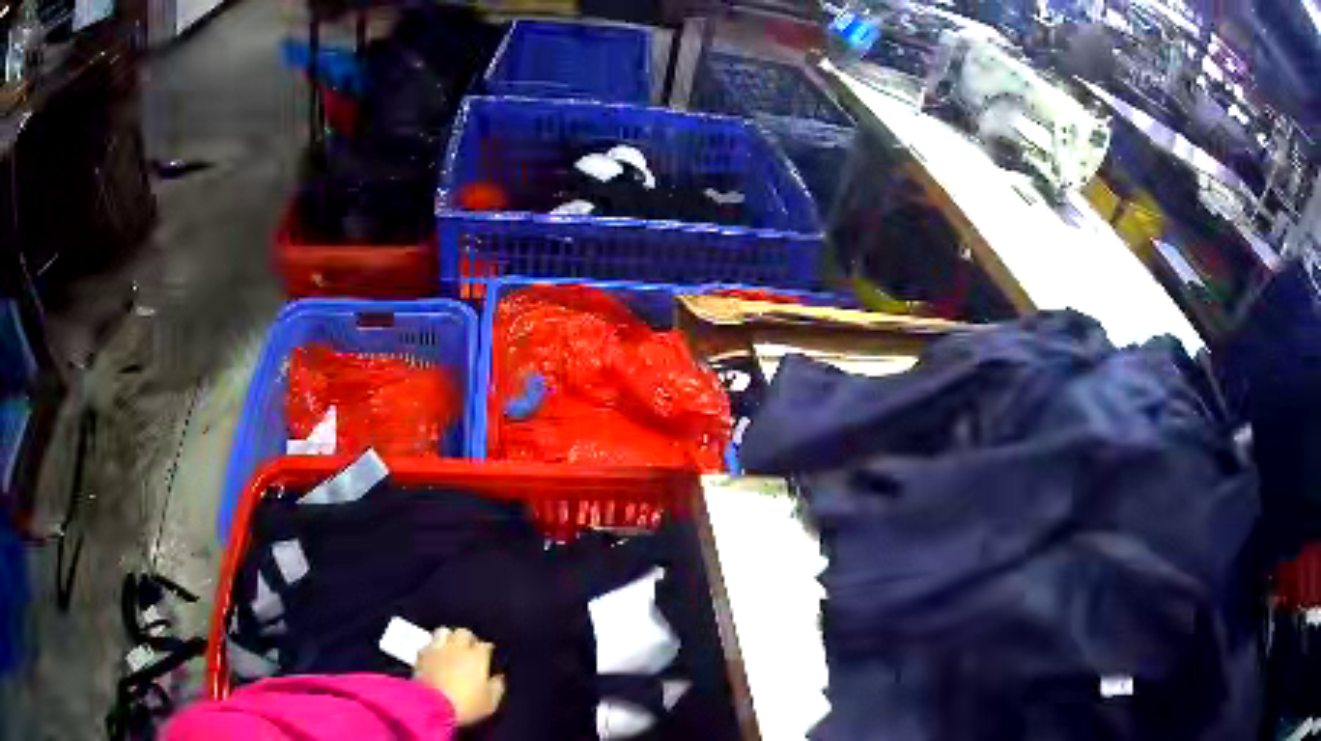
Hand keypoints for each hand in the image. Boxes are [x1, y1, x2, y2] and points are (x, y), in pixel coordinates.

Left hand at [414, 627, 505, 726]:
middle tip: (469, 650)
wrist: (433, 705)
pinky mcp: (421, 654)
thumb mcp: (490, 702)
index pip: (485, 645)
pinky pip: (428, 644)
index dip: (487, 651)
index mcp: (477, 657)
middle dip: (468, 639)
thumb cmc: (466, 704)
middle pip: (464, 632)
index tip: (488, 658)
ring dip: (448, 638)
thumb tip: (499, 678)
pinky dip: (433, 648)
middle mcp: (457, 647)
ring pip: (444, 631)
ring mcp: (437, 649)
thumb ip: (497, 687)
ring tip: (450, 648)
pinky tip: (435, 656)